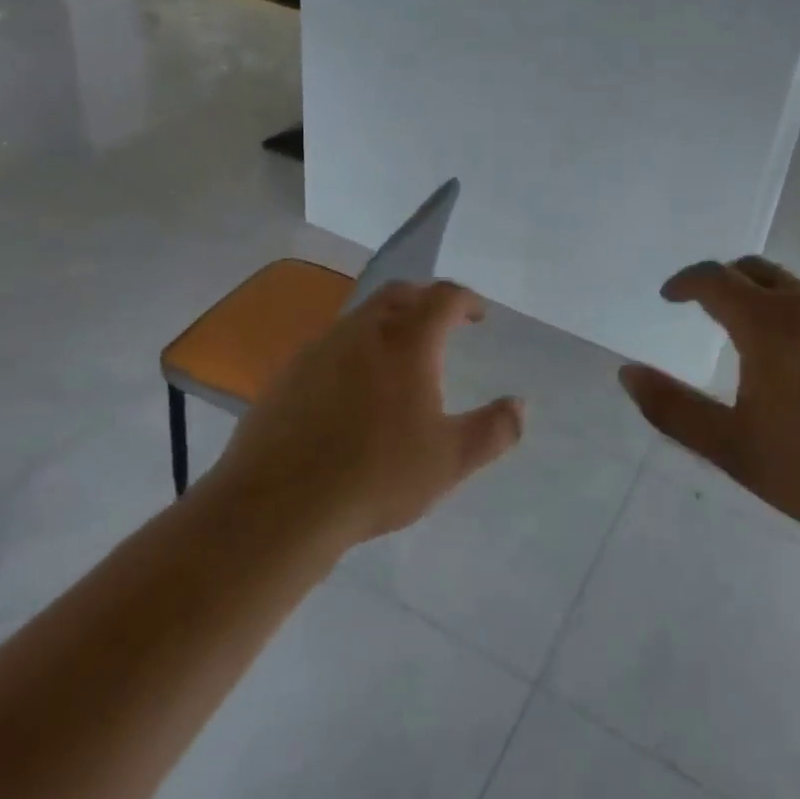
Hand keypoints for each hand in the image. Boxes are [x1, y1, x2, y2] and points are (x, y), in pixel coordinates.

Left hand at [212, 281, 523, 547]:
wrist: (279, 505)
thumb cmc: (377, 476)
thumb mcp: (450, 460)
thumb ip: (494, 430)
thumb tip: (520, 405)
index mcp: (407, 340)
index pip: (443, 297)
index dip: (466, 300)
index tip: (478, 316)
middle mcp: (363, 330)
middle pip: (399, 293)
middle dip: (426, 300)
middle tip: (441, 324)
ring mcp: (320, 348)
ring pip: (362, 317)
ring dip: (388, 323)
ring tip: (400, 358)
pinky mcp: (289, 373)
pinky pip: (332, 345)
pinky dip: (355, 350)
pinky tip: (353, 391)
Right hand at [619, 257, 799, 544]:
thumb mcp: (733, 448)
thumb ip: (674, 409)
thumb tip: (627, 373)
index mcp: (769, 324)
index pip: (715, 279)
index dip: (686, 282)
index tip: (670, 297)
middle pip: (758, 271)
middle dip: (727, 282)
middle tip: (711, 309)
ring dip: (773, 305)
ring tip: (767, 349)